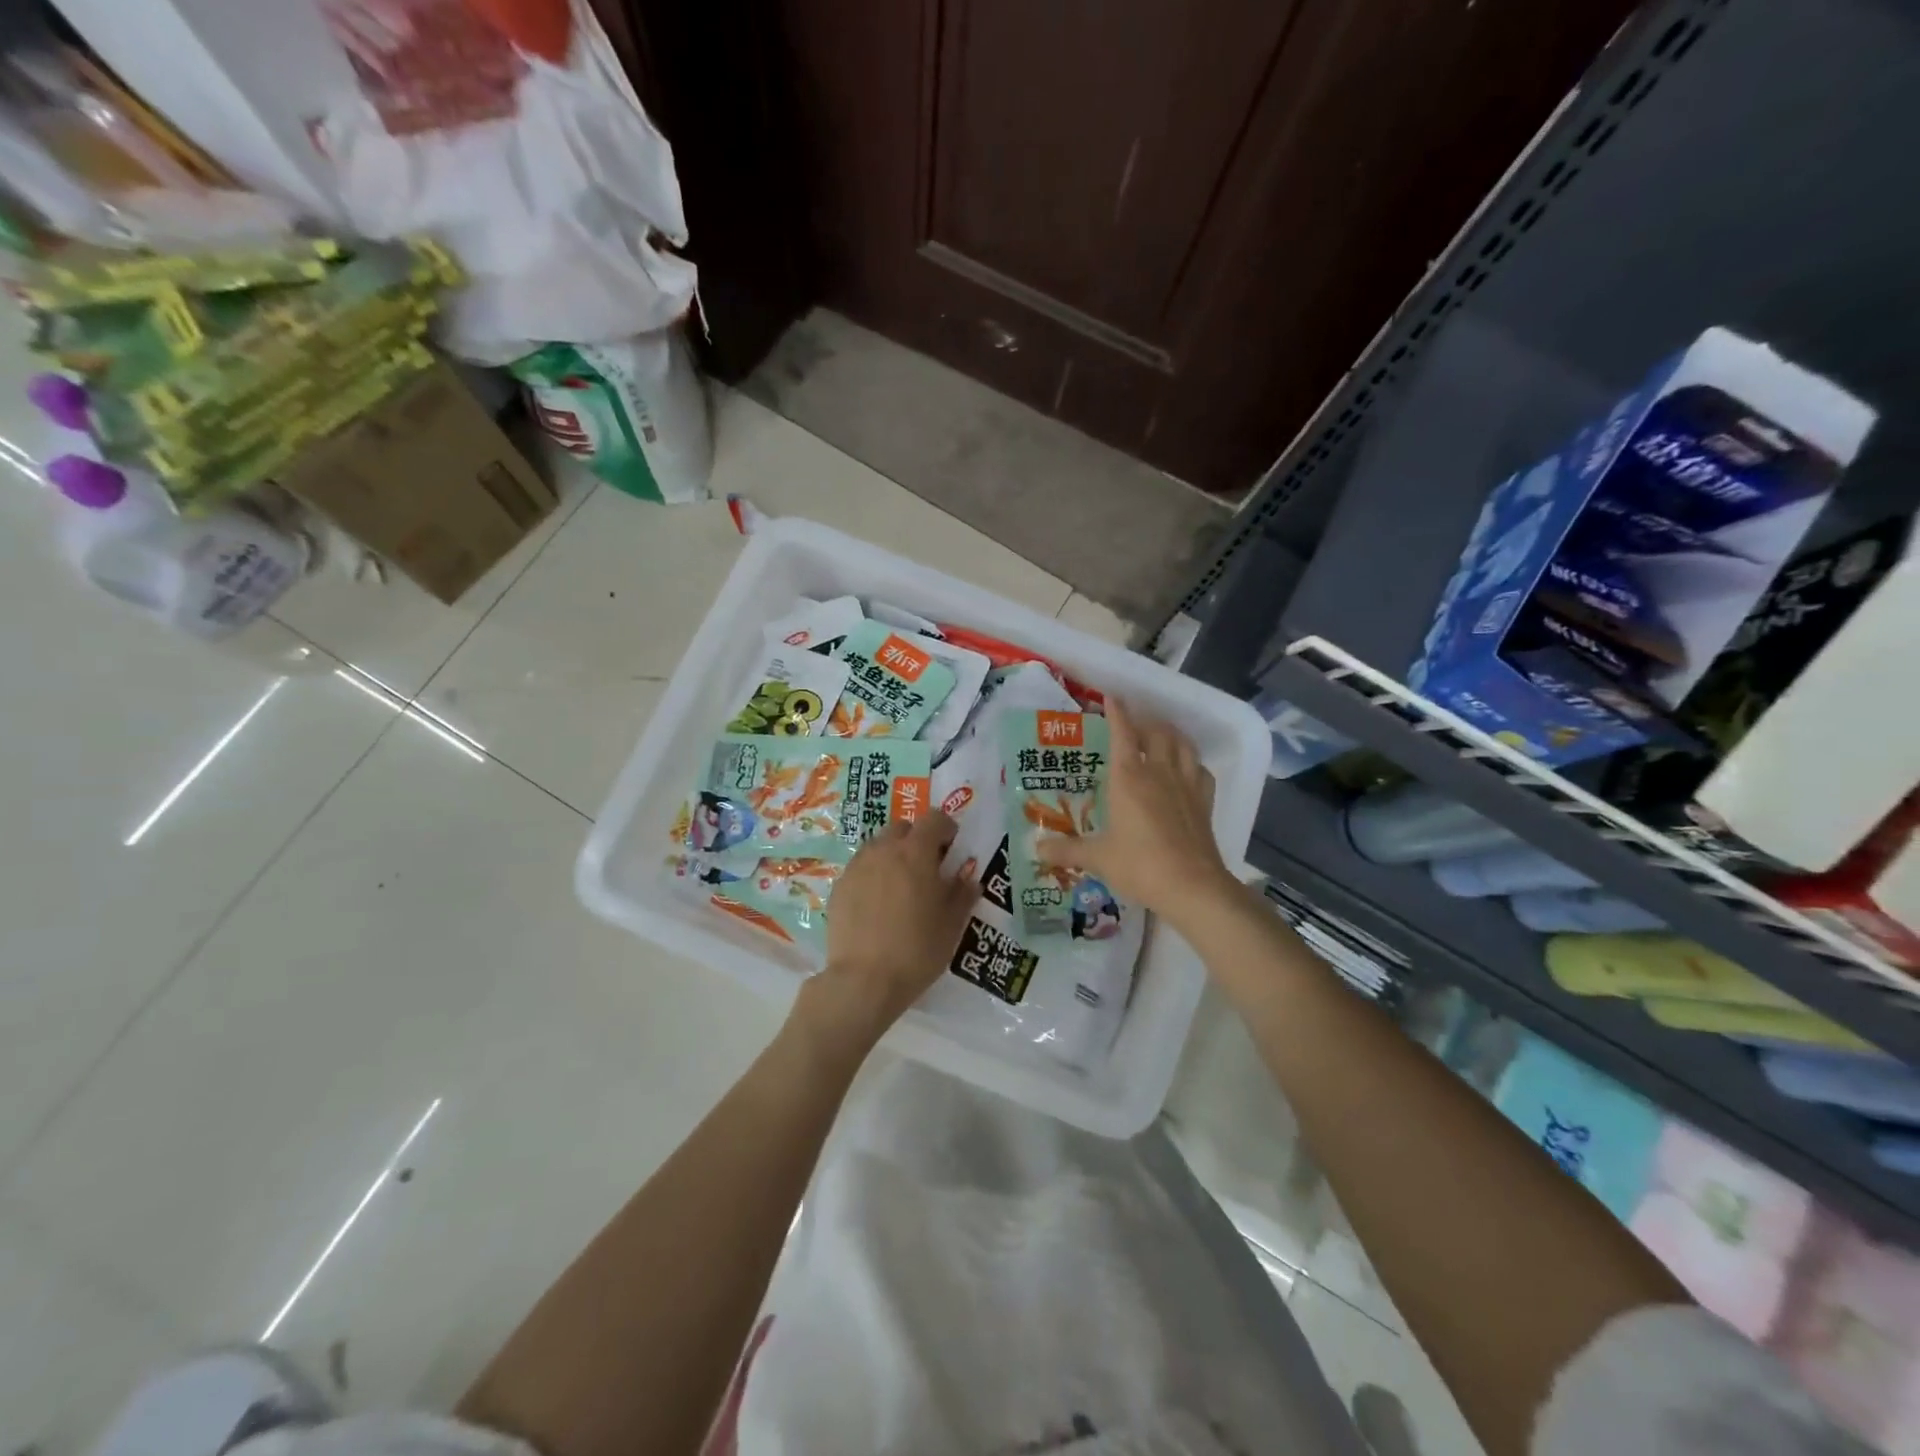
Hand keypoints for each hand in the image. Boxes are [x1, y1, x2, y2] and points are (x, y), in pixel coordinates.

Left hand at [800, 812, 978, 1051]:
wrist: (863, 980)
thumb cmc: (917, 949)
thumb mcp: (952, 924)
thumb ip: (962, 894)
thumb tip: (969, 879)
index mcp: (916, 852)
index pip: (934, 818)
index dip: (946, 828)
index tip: (952, 847)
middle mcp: (883, 850)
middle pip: (902, 828)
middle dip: (917, 839)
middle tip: (927, 867)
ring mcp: (857, 866)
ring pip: (878, 846)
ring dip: (892, 855)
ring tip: (901, 886)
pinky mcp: (839, 886)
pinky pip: (861, 868)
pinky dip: (873, 875)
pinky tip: (878, 904)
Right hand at [1036, 700, 1242, 928]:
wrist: (1191, 885)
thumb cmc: (1139, 865)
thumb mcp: (1097, 858)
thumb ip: (1066, 851)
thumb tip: (1036, 851)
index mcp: (1129, 777)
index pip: (1122, 733)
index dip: (1117, 713)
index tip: (1111, 698)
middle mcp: (1159, 772)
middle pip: (1156, 732)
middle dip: (1144, 721)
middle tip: (1133, 722)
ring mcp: (1186, 785)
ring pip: (1182, 745)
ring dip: (1170, 734)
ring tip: (1161, 734)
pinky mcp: (1204, 801)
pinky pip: (1200, 770)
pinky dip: (1192, 762)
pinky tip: (1187, 769)